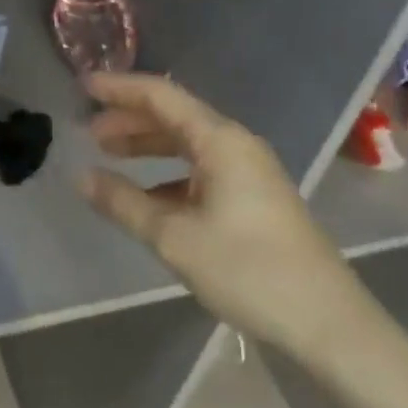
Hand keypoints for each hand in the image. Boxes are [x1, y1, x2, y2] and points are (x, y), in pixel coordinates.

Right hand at [79, 73, 373, 364]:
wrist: (325, 320)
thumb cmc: (248, 270)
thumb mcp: (176, 238)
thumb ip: (124, 203)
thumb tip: (81, 177)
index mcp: (220, 139)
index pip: (161, 96)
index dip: (119, 88)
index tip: (82, 87)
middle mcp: (235, 144)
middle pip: (174, 116)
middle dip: (129, 119)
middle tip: (87, 131)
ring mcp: (247, 170)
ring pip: (187, 144)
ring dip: (147, 145)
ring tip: (108, 154)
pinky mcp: (253, 196)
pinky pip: (201, 169)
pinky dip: (168, 173)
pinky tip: (147, 194)